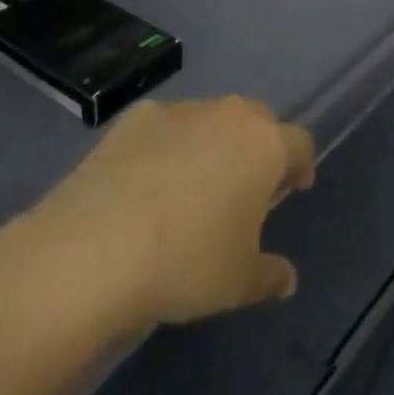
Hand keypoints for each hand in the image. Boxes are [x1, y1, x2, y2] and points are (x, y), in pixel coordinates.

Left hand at [0, 97, 314, 346]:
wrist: (92, 250)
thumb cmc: (185, 264)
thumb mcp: (238, 283)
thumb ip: (270, 275)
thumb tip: (288, 279)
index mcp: (265, 146)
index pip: (300, 144)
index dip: (300, 166)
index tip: (292, 190)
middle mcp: (229, 115)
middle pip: (258, 121)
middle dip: (257, 148)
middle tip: (244, 188)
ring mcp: (181, 110)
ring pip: (211, 119)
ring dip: (212, 144)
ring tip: (191, 186)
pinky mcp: (136, 116)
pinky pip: (166, 126)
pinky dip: (166, 146)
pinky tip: (145, 183)